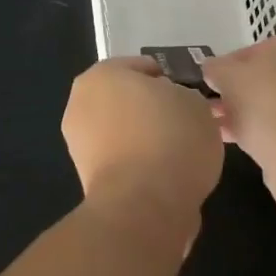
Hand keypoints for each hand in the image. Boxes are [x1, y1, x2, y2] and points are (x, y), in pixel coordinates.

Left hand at [62, 58, 222, 247]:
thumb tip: (173, 105)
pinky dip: (142, 165)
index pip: (143, 68)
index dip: (171, 80)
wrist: (144, 207)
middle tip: (189, 123)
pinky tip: (168, 175)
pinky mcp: (88, 179)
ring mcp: (80, 144)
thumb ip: (183, 96)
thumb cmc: (171, 139)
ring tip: (183, 154)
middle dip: (155, 110)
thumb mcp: (195, 102)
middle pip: (128, 100)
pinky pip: (124, 161)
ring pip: (124, 132)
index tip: (191, 97)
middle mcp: (82, 103)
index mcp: (102, 74)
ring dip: (148, 139)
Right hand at [202, 33, 275, 215]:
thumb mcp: (228, 75)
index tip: (214, 80)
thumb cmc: (269, 101)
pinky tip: (241, 142)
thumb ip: (217, 67)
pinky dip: (271, 131)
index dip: (233, 63)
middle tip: (217, 104)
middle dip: (245, 90)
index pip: (266, 47)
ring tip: (221, 126)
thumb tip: (212, 68)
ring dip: (254, 112)